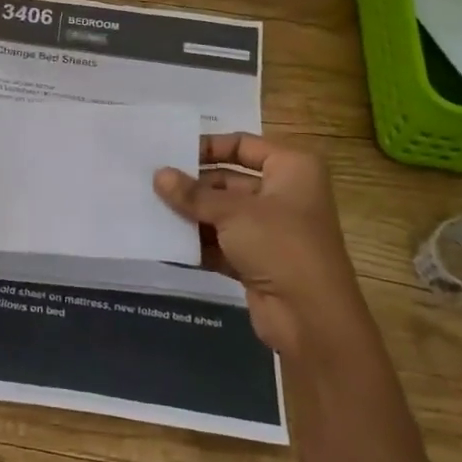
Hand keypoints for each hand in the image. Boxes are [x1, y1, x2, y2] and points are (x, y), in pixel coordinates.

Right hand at [154, 133, 363, 359]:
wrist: (311, 318)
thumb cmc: (280, 245)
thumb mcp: (233, 213)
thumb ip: (193, 195)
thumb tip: (158, 175)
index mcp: (292, 168)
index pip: (243, 144)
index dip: (208, 146)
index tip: (172, 152)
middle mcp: (284, 194)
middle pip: (229, 180)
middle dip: (193, 185)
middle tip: (152, 183)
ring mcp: (271, 230)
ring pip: (223, 213)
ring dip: (191, 214)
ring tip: (150, 208)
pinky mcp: (258, 261)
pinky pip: (222, 243)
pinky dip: (198, 242)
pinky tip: (164, 241)